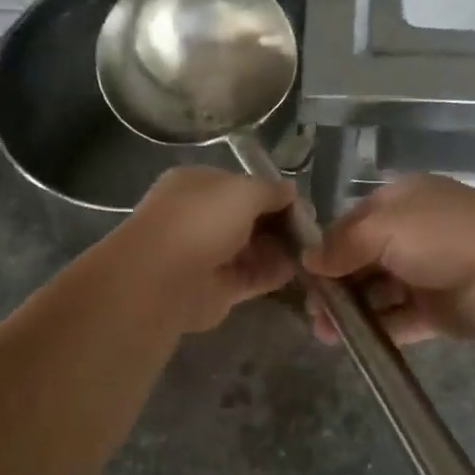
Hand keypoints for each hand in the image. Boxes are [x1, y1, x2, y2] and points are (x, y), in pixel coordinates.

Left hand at [115, 167, 297, 333]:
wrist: (163, 279)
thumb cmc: (201, 220)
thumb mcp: (243, 190)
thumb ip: (270, 191)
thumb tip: (290, 192)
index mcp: (198, 185)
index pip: (241, 186)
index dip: (272, 194)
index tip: (301, 204)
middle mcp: (201, 218)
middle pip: (249, 219)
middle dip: (279, 223)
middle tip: (312, 231)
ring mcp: (208, 254)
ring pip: (252, 249)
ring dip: (280, 249)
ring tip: (312, 251)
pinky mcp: (217, 288)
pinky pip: (252, 276)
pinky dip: (274, 273)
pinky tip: (298, 270)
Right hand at [302, 175, 474, 344]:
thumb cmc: (440, 236)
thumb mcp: (381, 227)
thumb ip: (341, 244)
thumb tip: (308, 261)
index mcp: (400, 202)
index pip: (353, 223)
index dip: (327, 247)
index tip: (304, 274)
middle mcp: (412, 235)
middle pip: (362, 260)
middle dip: (335, 284)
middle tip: (312, 311)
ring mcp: (426, 273)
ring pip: (378, 292)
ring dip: (351, 310)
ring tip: (324, 332)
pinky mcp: (438, 310)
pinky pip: (400, 319)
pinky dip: (377, 328)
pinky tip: (353, 342)